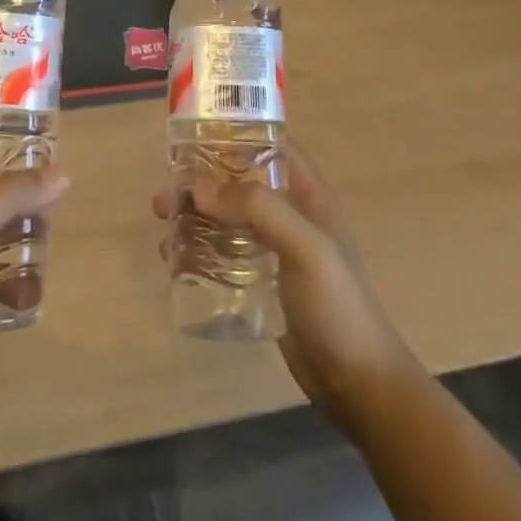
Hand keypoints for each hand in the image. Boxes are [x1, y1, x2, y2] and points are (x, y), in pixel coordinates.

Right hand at [154, 140, 415, 422]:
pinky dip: (198, 248)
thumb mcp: (305, 248)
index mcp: (309, 195)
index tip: (193, 137)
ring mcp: (275, 250)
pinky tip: (174, 258)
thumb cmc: (337, 306)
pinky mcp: (262, 282)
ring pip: (227, 217)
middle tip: (165, 195)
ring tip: (162, 224)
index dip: (236, 135)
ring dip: (194, 215)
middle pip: (240, 182)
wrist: (358, 384)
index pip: (272, 146)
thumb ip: (258, 209)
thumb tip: (197, 186)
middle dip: (201, 182)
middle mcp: (291, 215)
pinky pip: (224, 252)